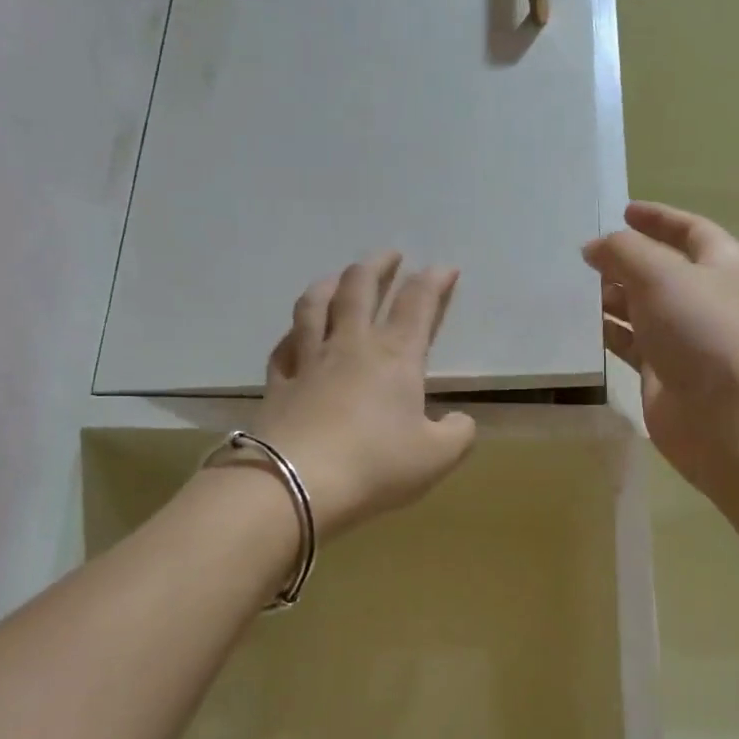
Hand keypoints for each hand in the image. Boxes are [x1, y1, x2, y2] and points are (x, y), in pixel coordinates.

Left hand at [250, 251, 476, 535]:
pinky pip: (283, 347)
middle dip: (378, 266)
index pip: (417, 304)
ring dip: (329, 284)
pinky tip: (295, 334)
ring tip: (337, 278)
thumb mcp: (436, 457)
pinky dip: (292, 333)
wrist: (296, 483)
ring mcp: (309, 361)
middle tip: (390, 255)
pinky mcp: (278, 383)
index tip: (444, 268)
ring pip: (315, 306)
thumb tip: (460, 421)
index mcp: (394, 357)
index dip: (433, 281)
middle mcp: (351, 346)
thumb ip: (457, 434)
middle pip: (360, 289)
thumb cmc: (375, 465)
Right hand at [584, 201, 738, 498]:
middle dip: (624, 260)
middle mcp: (704, 298)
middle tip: (583, 256)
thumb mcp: (660, 274)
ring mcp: (684, 337)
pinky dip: (608, 333)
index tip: (622, 211)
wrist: (726, 417)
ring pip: (641, 308)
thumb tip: (595, 248)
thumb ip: (623, 252)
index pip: (688, 229)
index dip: (657, 218)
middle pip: (660, 269)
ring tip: (572, 289)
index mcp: (720, 264)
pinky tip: (579, 327)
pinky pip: (630, 343)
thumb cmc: (702, 332)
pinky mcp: (663, 372)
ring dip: (611, 297)